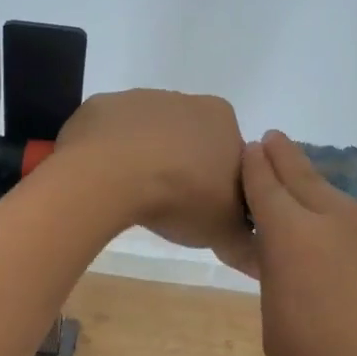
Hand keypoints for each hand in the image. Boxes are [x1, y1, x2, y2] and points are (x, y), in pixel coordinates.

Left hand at [52, 90, 255, 271]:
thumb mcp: (223, 230)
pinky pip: (112, 134)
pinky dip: (111, 153)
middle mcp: (186, 100)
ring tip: (134, 196)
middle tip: (171, 207)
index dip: (223, 187)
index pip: (233, 156)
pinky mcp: (102, 106)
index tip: (207, 212)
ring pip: (150, 135)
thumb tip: (253, 256)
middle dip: (185, 169)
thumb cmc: (180, 195)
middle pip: (192, 141)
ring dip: (146, 160)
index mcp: (223, 119)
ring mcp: (140, 99)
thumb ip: (243, 241)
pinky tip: (105, 179)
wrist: (110, 172)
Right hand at [241, 132, 356, 355]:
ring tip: (315, 215)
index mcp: (296, 241)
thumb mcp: (280, 337)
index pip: (267, 187)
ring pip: (349, 208)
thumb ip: (277, 281)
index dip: (255, 167)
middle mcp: (345, 223)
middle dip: (287, 159)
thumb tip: (281, 254)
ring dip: (326, 204)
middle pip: (309, 179)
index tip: (251, 149)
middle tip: (274, 141)